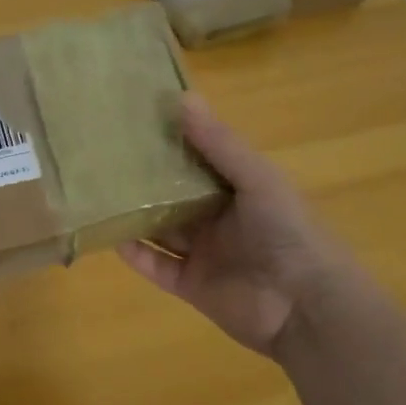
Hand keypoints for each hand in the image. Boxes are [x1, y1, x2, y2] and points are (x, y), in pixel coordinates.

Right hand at [117, 96, 334, 357]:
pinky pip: (156, 267)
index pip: (199, 160)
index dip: (172, 142)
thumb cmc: (287, 231)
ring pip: (161, 229)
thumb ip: (219, 144)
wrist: (306, 306)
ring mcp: (204, 254)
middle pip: (175, 195)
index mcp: (240, 190)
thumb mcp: (256, 178)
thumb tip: (182, 97)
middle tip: (105, 156)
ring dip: (135, 215)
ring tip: (99, 193)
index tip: (136, 121)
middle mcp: (219, 219)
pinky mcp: (190, 286)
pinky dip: (135, 254)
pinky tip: (110, 237)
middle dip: (146, 179)